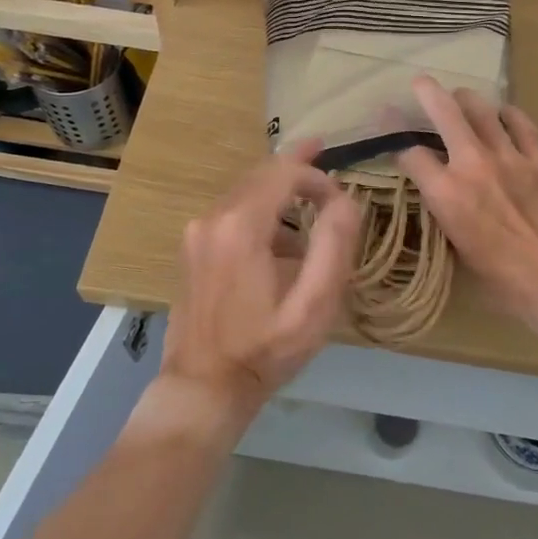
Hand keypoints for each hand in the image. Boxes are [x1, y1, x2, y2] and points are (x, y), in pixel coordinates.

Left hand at [156, 139, 361, 426]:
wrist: (203, 387)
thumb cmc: (264, 350)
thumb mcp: (313, 306)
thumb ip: (334, 246)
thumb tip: (345, 200)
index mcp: (241, 226)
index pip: (283, 172)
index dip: (316, 175)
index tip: (340, 198)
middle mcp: (213, 217)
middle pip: (260, 174)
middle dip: (295, 167)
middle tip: (324, 152)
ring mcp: (197, 232)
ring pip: (244, 190)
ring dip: (278, 191)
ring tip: (310, 202)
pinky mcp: (192, 247)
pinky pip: (231, 211)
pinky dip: (259, 210)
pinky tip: (279, 240)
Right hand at [397, 77, 537, 338]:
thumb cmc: (506, 284)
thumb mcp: (458, 254)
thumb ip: (445, 218)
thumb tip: (440, 200)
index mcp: (446, 194)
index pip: (410, 154)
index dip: (395, 143)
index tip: (391, 138)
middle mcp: (472, 165)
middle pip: (444, 111)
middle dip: (426, 93)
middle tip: (420, 83)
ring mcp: (510, 157)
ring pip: (482, 109)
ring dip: (466, 99)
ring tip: (460, 97)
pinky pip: (521, 124)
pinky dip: (508, 114)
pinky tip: (504, 115)